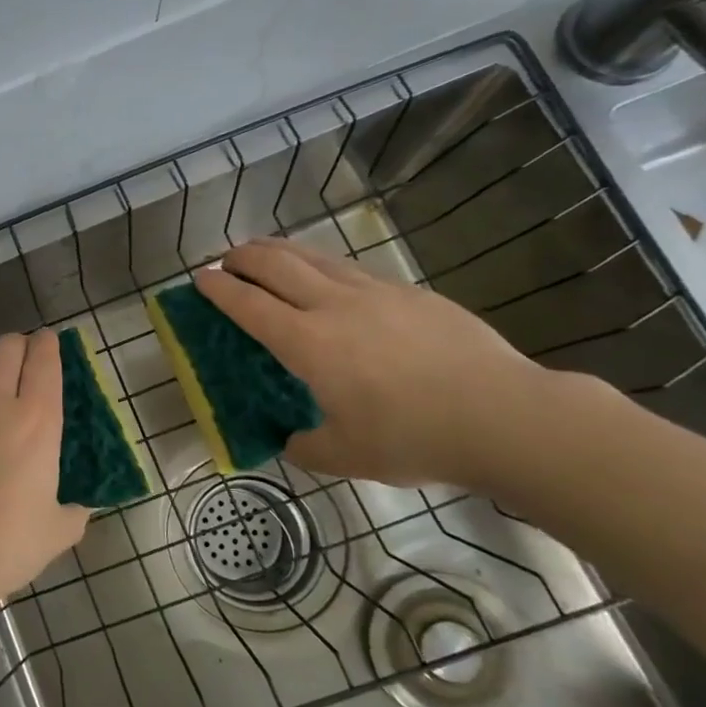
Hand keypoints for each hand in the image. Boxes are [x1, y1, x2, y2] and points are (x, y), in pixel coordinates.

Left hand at [0, 332, 87, 611]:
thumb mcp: (57, 532)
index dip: (50, 345)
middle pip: (7, 348)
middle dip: (19, 344)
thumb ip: (75, 510)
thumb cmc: (2, 546)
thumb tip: (81, 504)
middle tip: (23, 356)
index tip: (51, 342)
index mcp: (36, 422)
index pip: (45, 363)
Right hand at [194, 239, 560, 488]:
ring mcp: (375, 293)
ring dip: (281, 251)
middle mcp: (334, 306)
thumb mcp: (346, 455)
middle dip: (243, 256)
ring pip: (315, 257)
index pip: (248, 304)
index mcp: (307, 343)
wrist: (506, 416)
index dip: (218, 288)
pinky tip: (328, 278)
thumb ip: (306, 446)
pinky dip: (323, 265)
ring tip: (266, 253)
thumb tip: (290, 441)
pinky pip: (352, 269)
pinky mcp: (410, 293)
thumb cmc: (414, 438)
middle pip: (276, 264)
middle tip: (226, 259)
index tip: (199, 278)